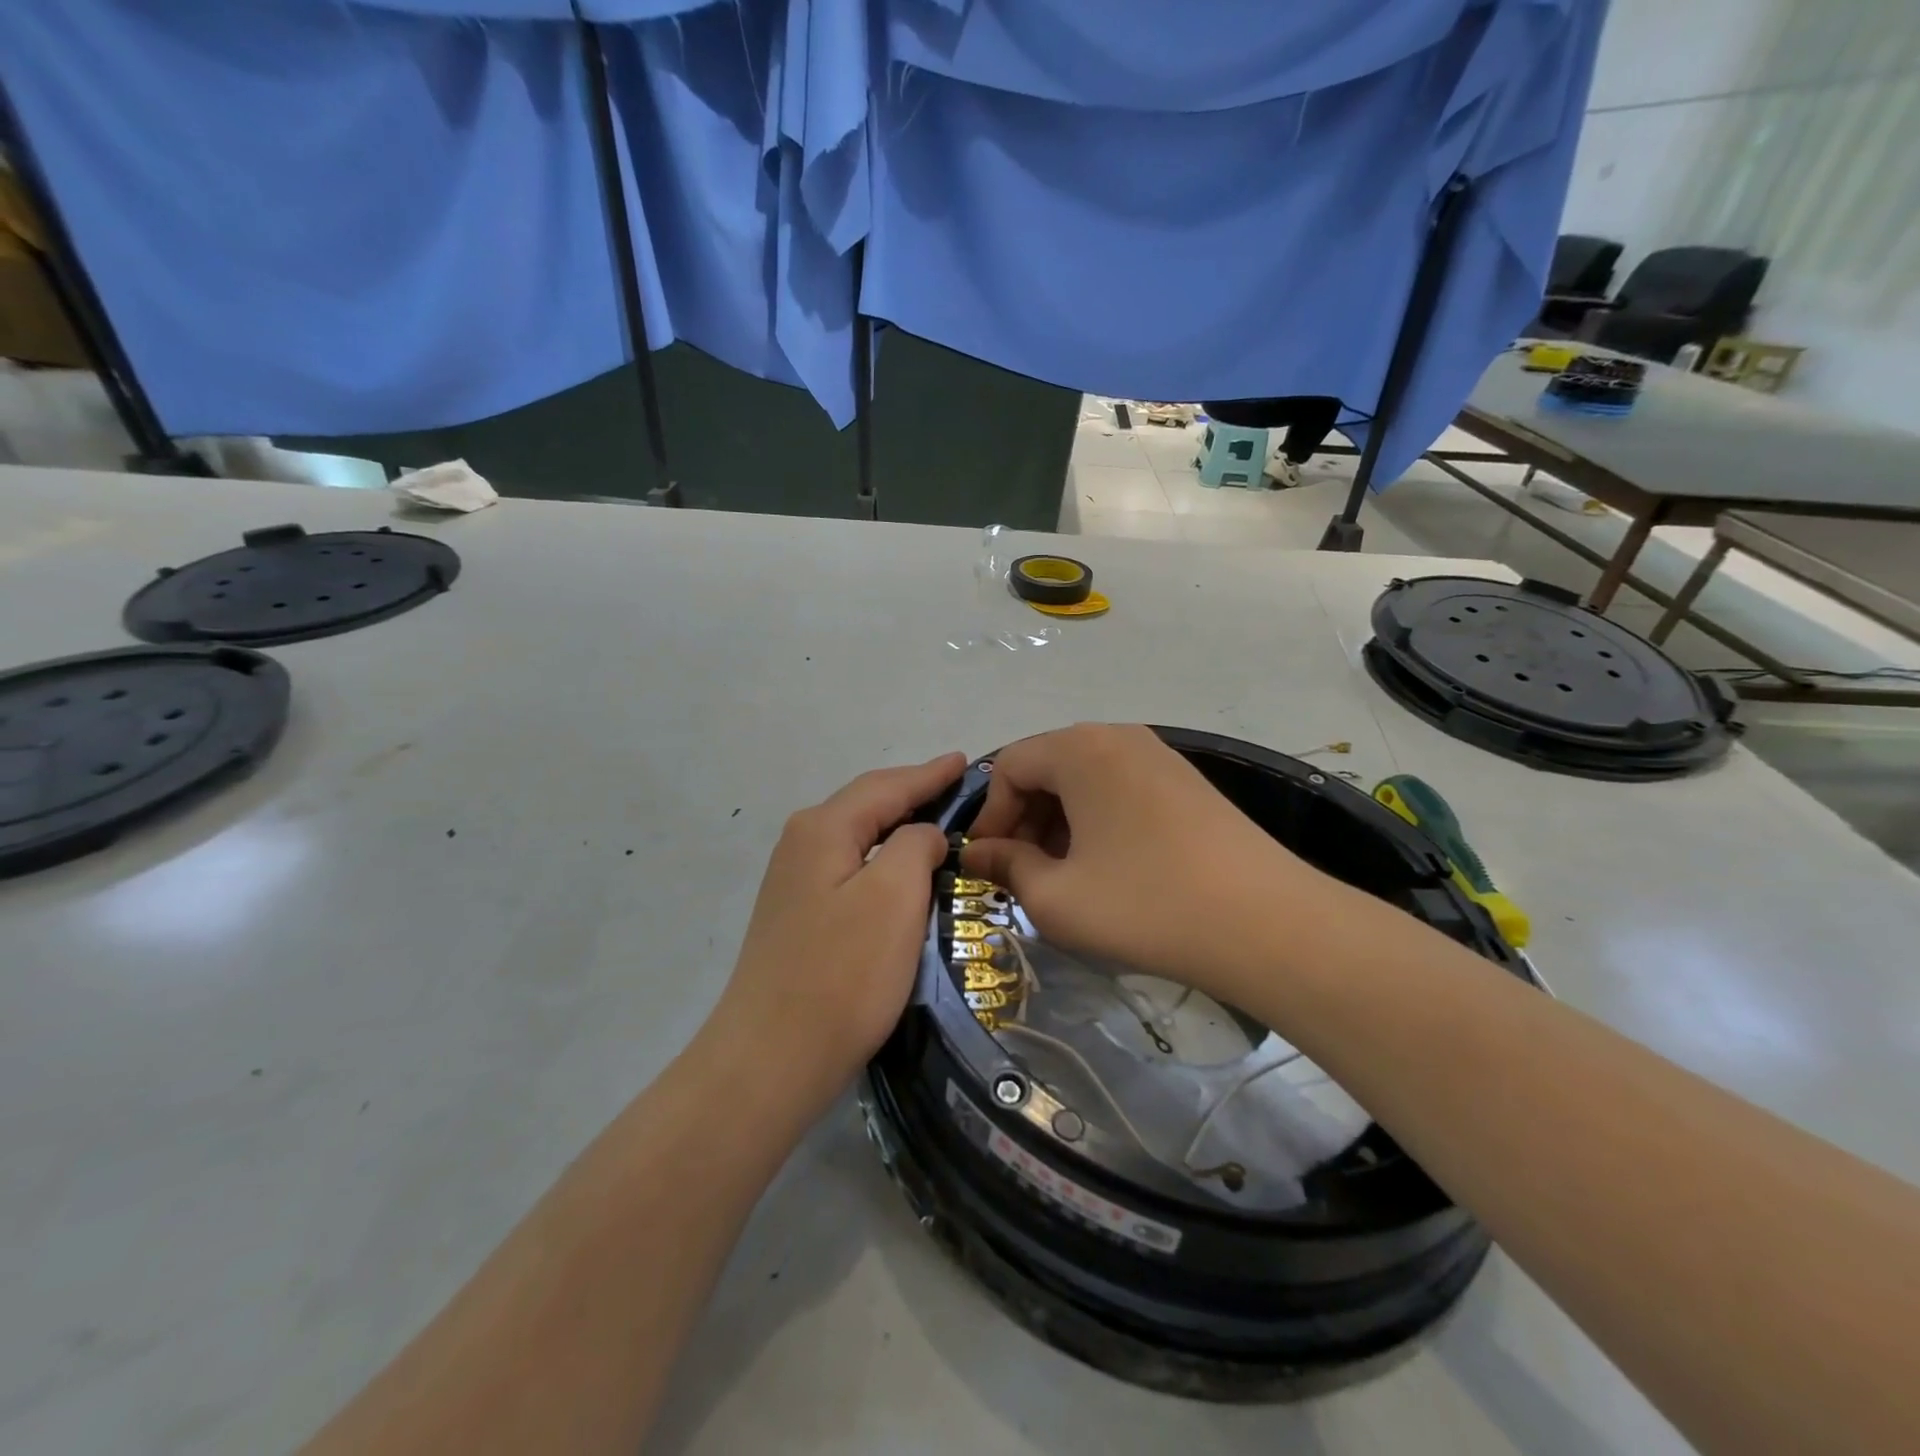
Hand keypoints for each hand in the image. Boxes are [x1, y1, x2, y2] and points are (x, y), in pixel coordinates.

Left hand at [712, 752, 965, 1111]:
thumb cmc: (843, 973)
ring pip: (858, 836)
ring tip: (937, 821)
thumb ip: (914, 845)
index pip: (886, 786)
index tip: (964, 761)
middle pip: (867, 804)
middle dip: (912, 793)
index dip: (929, 774)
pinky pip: (851, 866)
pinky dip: (883, 858)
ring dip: (898, 825)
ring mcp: (794, 881)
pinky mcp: (798, 914)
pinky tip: (901, 871)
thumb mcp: (894, 896)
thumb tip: (921, 835)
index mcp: (823, 828)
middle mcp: (802, 843)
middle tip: (958, 788)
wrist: (771, 1058)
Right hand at [961, 724, 1326, 1002]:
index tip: (988, 864)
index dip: (990, 816)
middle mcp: (1118, 737)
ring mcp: (1160, 756)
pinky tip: (1110, 868)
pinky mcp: (1188, 783)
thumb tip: (980, 854)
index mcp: (1079, 749)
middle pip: (1048, 767)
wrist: (1267, 924)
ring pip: (1086, 780)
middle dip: (1025, 819)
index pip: (1009, 766)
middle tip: (1024, 873)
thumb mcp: (1056, 898)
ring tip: (1065, 875)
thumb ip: (1007, 867)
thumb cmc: (1144, 905)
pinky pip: (1122, 790)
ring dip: (1061, 823)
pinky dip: (1099, 822)